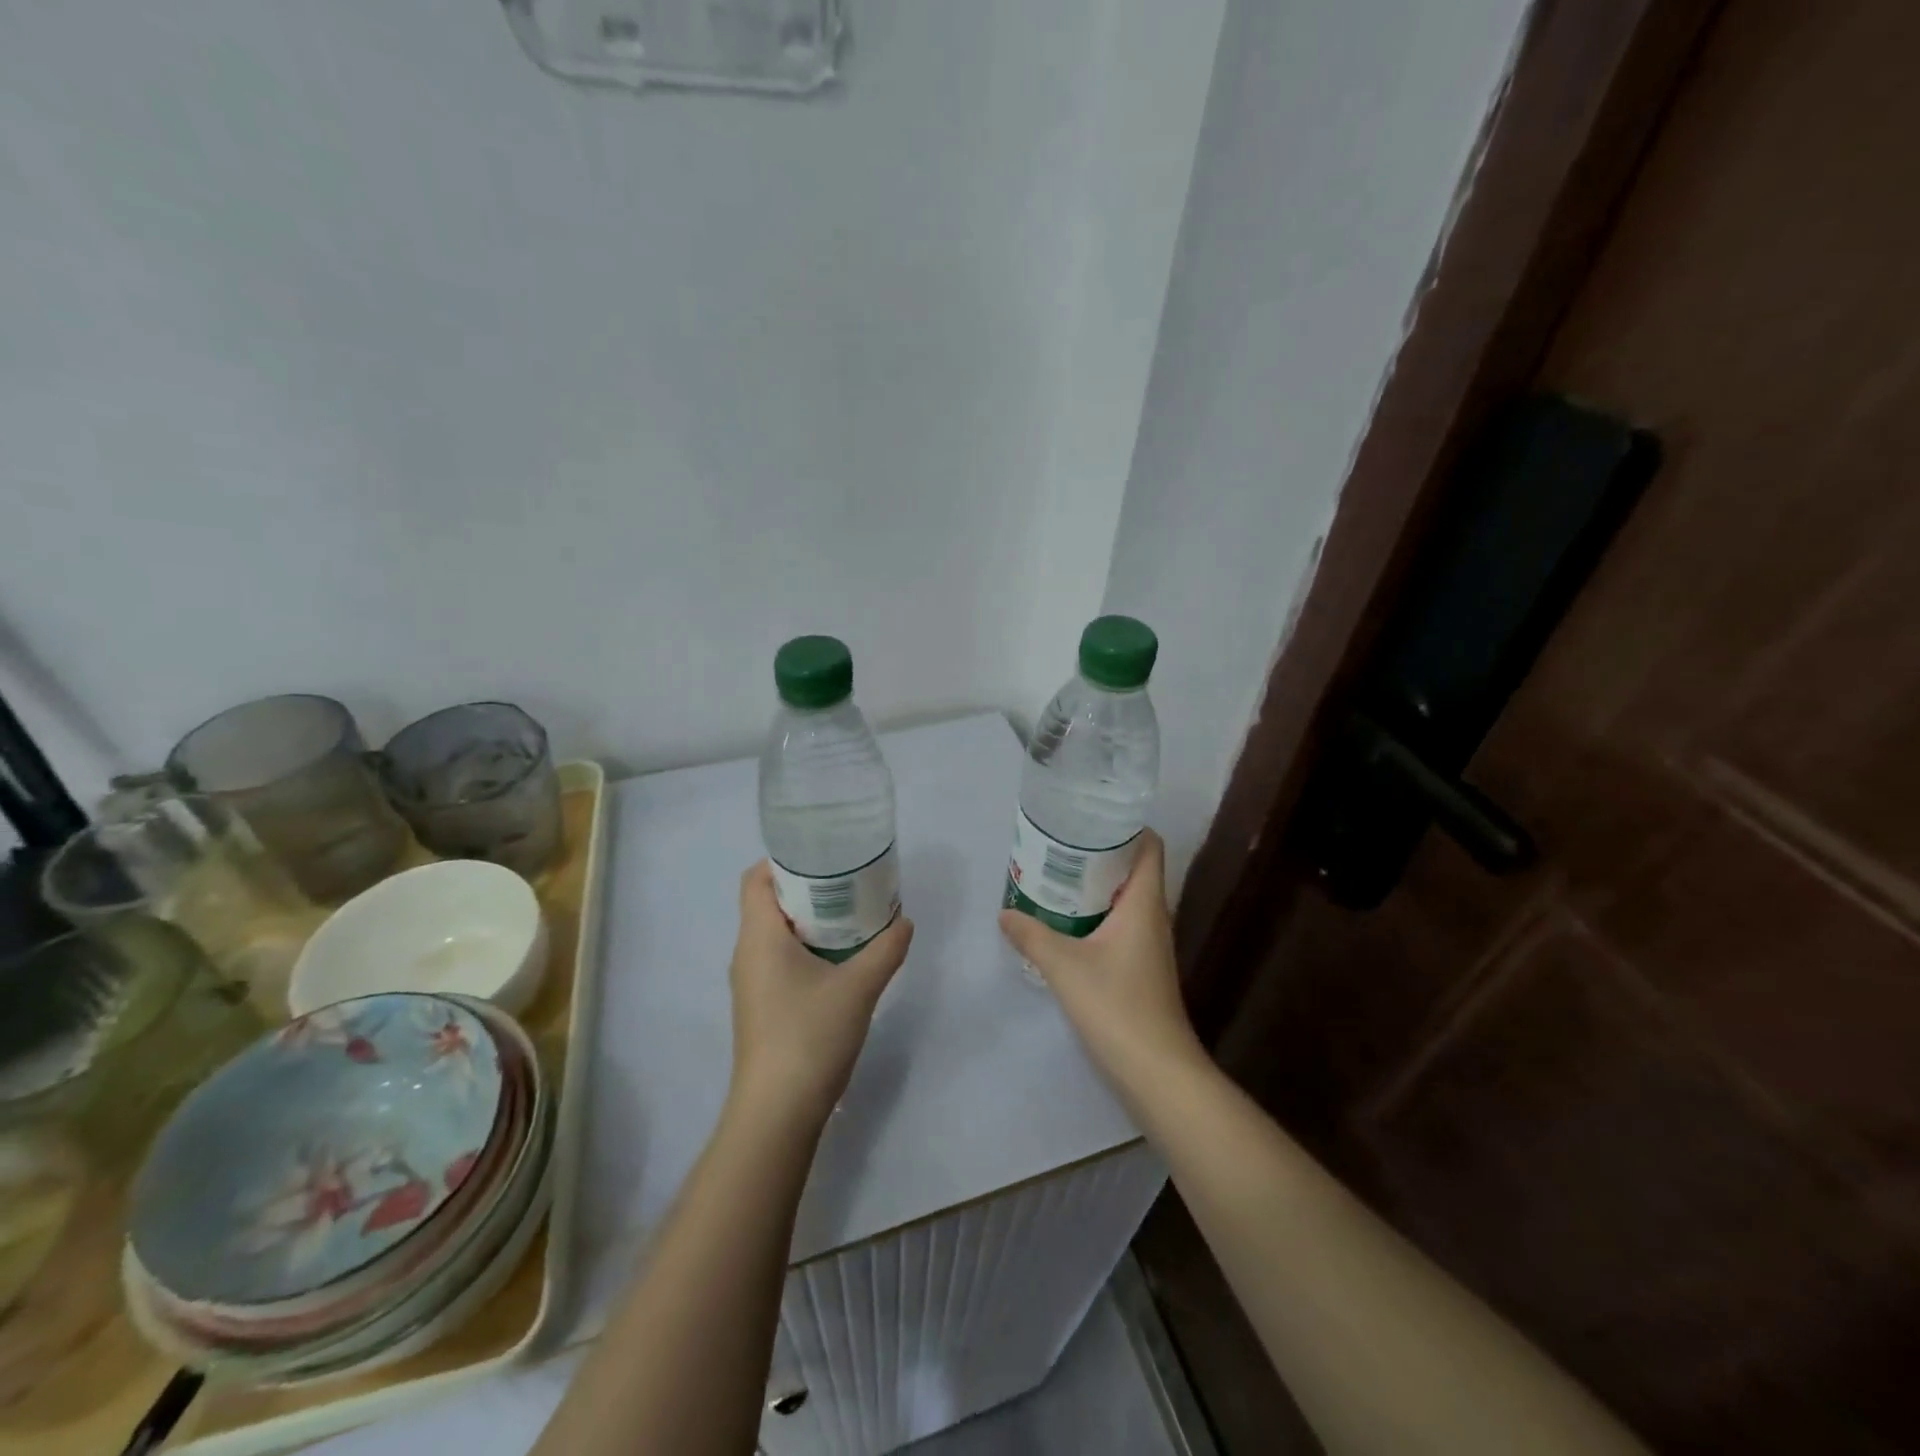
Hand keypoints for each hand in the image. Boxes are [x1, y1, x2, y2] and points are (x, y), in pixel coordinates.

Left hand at [727, 863, 913, 1130]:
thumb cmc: (810, 1035)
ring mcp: (752, 984)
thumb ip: (886, 949)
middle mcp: (747, 954)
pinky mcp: (762, 1008)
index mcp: (759, 936)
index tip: (824, 856)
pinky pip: (780, 960)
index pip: (757, 879)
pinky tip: (841, 961)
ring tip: (852, 917)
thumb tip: (905, 922)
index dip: (784, 860)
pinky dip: (807, 949)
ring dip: (811, 921)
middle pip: (770, 903)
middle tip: (851, 883)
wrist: (777, 1113)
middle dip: (809, 889)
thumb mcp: (859, 987)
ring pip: (777, 934)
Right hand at [998, 830, 1207, 1095]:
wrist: (1157, 1071)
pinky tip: (1066, 925)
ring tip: (1055, 878)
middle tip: (1057, 846)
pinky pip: (1120, 925)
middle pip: (1133, 869)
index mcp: (1144, 904)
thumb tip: (1005, 913)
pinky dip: (1096, 916)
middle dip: (1099, 854)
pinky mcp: (1141, 968)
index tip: (1088, 818)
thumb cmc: (1116, 1006)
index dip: (1126, 826)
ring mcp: (1149, 945)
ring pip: (1125, 899)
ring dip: (1095, 887)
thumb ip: (1032, 936)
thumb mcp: (1064, 966)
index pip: (1149, 846)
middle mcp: (1153, 917)